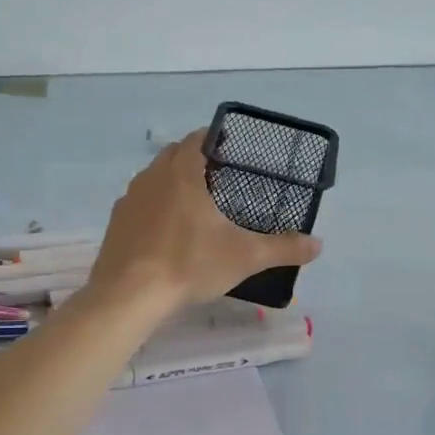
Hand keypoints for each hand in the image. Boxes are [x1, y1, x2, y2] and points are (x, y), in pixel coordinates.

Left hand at [88, 129, 322, 310]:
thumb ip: (283, 247)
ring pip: (154, 179)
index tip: (231, 150)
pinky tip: (167, 234)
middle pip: (174, 156)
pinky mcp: (116, 224)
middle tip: (219, 179)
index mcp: (182, 173)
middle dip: (194, 161)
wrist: (130, 295)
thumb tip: (318, 245)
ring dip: (172, 184)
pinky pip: (139, 205)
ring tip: (194, 206)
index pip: (197, 139)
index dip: (215, 140)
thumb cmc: (190, 264)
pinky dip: (154, 209)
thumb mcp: (245, 256)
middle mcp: (151, 177)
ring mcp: (129, 200)